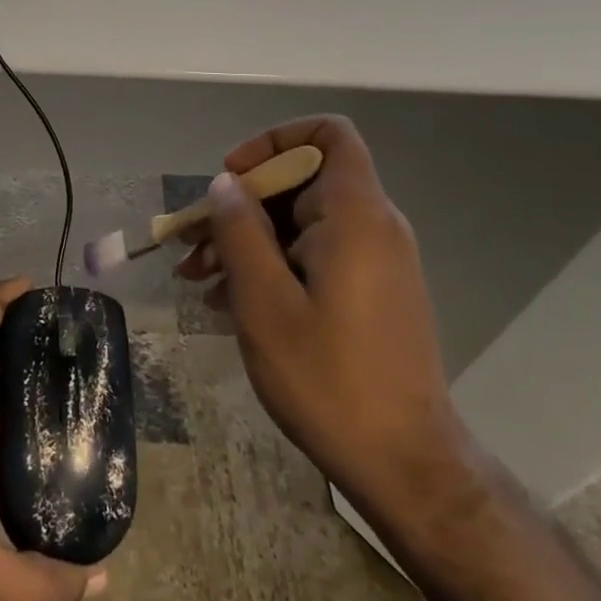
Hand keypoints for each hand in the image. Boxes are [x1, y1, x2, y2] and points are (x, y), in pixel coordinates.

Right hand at [178, 116, 470, 518]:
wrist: (406, 465)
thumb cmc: (329, 379)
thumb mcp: (265, 302)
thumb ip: (240, 231)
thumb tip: (225, 184)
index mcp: (355, 215)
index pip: (327, 134)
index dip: (275, 141)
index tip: (233, 177)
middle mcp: (373, 227)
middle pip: (302, 182)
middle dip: (242, 205)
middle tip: (194, 244)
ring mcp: (375, 262)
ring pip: (302, 223)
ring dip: (248, 241)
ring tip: (199, 279)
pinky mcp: (371, 293)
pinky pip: (315, 255)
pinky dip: (273, 265)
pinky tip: (230, 302)